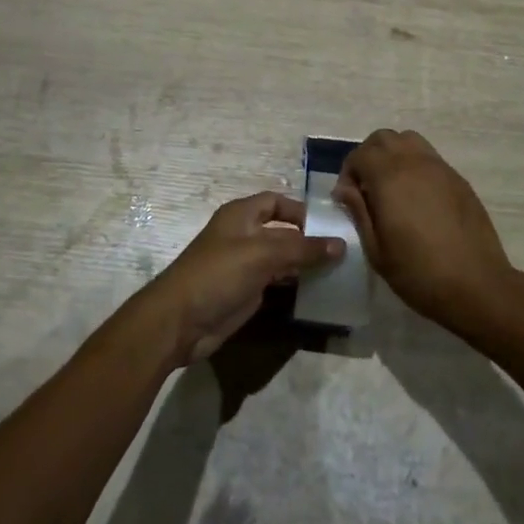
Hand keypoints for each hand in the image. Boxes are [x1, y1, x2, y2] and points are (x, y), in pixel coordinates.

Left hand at [150, 192, 344, 363]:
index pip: (276, 202)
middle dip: (309, 239)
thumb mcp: (262, 254)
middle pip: (282, 231)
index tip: (330, 224)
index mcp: (241, 216)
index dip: (301, 210)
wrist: (180, 321)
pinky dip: (295, 283)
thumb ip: (302, 248)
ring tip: (338, 270)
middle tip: (343, 250)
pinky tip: (317, 289)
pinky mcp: (246, 291)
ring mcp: (244, 265)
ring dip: (305, 263)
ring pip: (281, 258)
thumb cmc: (218, 274)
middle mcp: (243, 236)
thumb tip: (341, 244)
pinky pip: (277, 281)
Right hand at [334, 129, 522, 343]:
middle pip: (384, 138)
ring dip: (393, 155)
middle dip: (368, 156)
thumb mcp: (376, 249)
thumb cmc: (418, 273)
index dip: (348, 172)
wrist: (476, 285)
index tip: (348, 199)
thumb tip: (345, 188)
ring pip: (409, 140)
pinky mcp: (458, 179)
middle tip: (366, 188)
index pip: (360, 154)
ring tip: (391, 187)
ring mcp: (441, 168)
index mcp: (390, 178)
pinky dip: (415, 165)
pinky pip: (430, 157)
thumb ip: (358, 211)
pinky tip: (417, 198)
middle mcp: (415, 163)